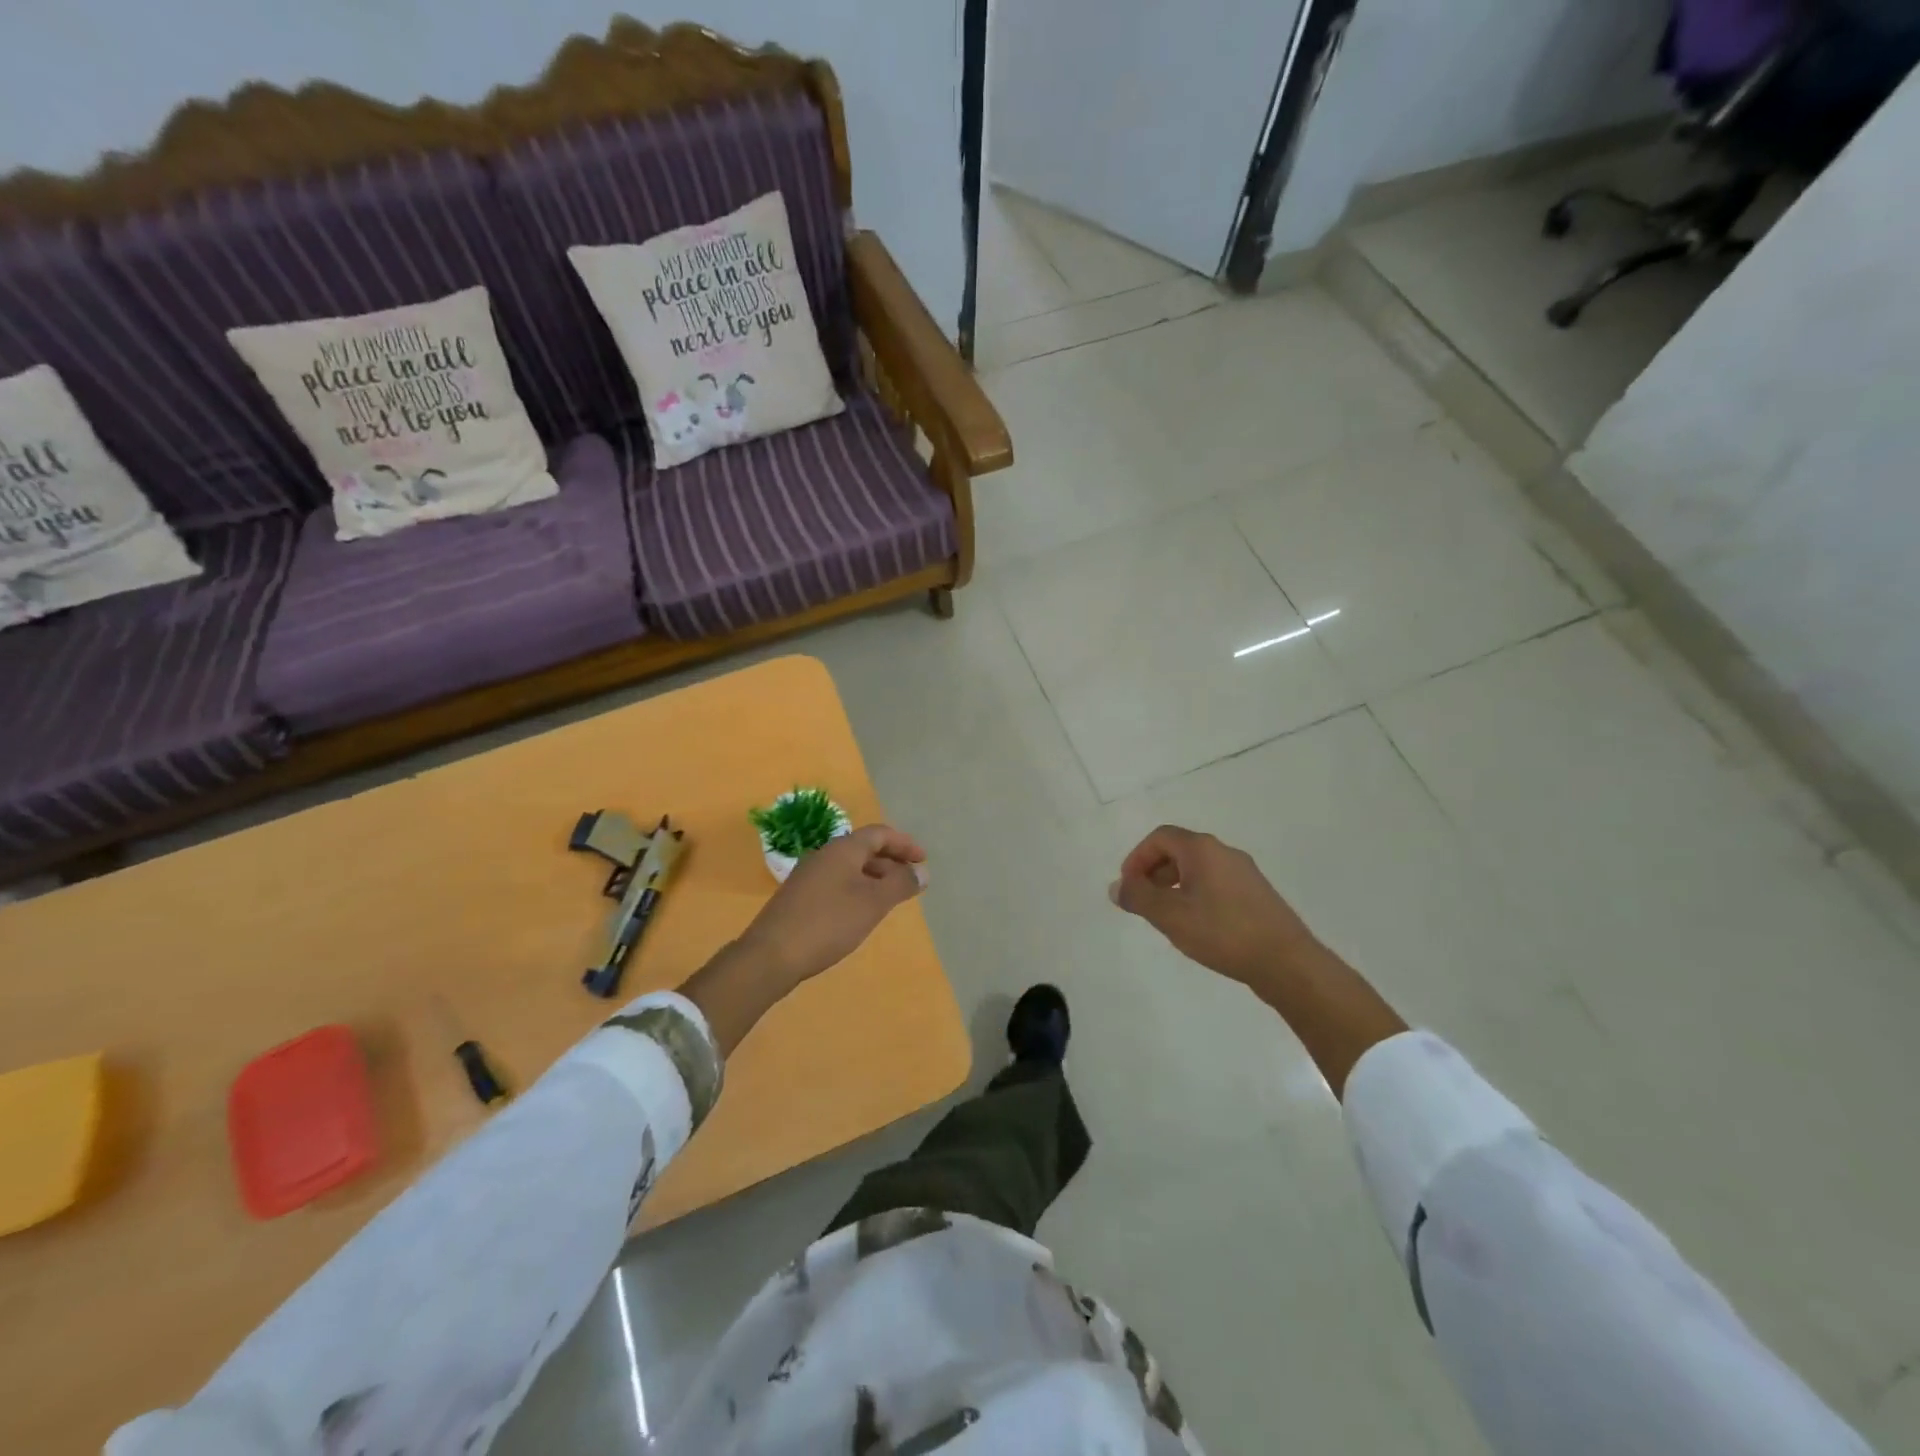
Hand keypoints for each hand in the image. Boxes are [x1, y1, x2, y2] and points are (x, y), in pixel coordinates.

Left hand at [738, 825, 926, 988]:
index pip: (879, 834)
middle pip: (863, 848)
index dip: (904, 844)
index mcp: (842, 849)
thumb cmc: (829, 923)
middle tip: (910, 881)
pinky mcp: (799, 896)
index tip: (923, 860)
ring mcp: (808, 875)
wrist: (771, 955)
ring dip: (874, 876)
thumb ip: (900, 884)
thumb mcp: (872, 903)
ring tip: (890, 898)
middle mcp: (824, 855)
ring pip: (849, 867)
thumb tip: (921, 872)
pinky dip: (857, 888)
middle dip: (891, 861)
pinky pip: (837, 882)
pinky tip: (861, 912)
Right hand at [1110, 825, 1321, 992]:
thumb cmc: (1222, 932)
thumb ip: (1138, 897)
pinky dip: (1195, 895)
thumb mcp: (1170, 916)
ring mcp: (1244, 872)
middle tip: (1143, 902)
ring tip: (1166, 917)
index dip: (1137, 858)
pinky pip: (1215, 883)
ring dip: (1173, 885)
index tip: (1128, 887)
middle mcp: (1224, 852)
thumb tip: (1117, 886)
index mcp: (1202, 849)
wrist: (1286, 962)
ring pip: (1198, 869)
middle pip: (1179, 850)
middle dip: (1153, 872)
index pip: (1160, 838)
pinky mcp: (1256, 894)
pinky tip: (1196, 926)